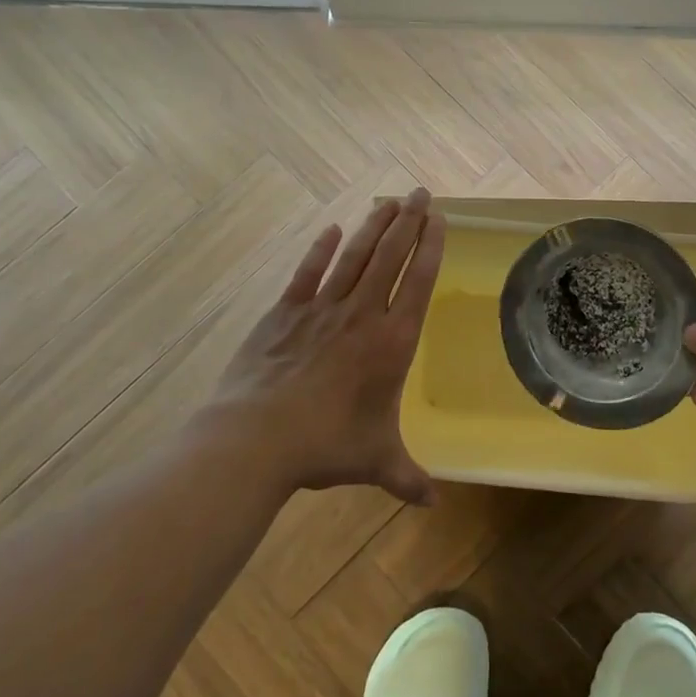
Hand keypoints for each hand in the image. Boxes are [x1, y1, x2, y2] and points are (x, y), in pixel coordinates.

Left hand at [206, 189, 445, 504]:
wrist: (256, 438)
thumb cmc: (326, 445)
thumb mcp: (375, 461)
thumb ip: (406, 477)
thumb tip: (431, 503)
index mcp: (391, 342)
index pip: (418, 282)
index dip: (431, 247)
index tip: (439, 219)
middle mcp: (362, 315)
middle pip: (391, 257)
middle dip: (409, 222)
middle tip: (421, 193)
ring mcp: (321, 309)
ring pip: (355, 256)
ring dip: (374, 226)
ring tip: (389, 200)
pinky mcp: (284, 312)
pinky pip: (309, 272)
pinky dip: (322, 249)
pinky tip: (333, 230)